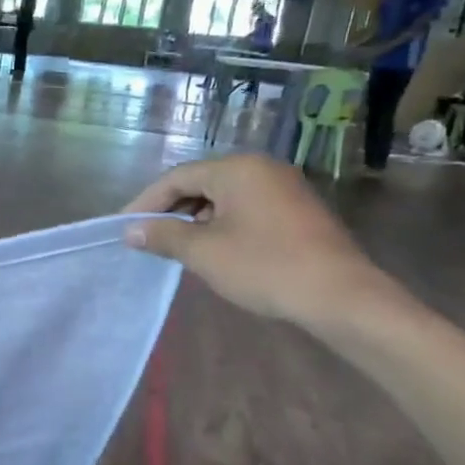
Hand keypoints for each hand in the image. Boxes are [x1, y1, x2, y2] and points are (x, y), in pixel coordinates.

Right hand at [122, 156, 404, 332]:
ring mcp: (283, 187)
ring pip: (223, 196)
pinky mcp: (296, 210)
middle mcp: (260, 168)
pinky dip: (220, 224)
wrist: (340, 296)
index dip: (146, 203)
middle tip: (146, 238)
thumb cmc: (265, 266)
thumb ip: (164, 236)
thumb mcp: (204, 252)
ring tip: (174, 247)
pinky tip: (212, 249)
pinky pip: (245, 208)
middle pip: (200, 182)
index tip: (124, 229)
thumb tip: (132, 231)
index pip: (177, 177)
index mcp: (236, 169)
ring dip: (194, 219)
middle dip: (170, 210)